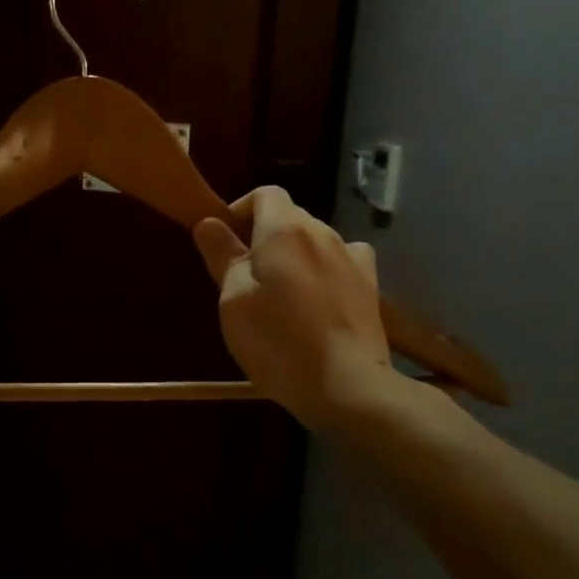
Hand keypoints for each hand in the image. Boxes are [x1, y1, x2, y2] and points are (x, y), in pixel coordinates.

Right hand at [192, 187, 410, 430]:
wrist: (346, 385)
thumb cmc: (277, 341)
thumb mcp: (233, 299)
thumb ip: (222, 255)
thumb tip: (209, 222)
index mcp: (284, 229)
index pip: (265, 193)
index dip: (241, 210)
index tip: (226, 244)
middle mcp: (322, 232)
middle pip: (290, 216)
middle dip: (264, 236)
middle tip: (244, 277)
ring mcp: (352, 257)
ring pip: (314, 240)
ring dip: (293, 255)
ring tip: (280, 295)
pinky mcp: (369, 285)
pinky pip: (340, 261)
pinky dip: (324, 270)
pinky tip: (317, 299)